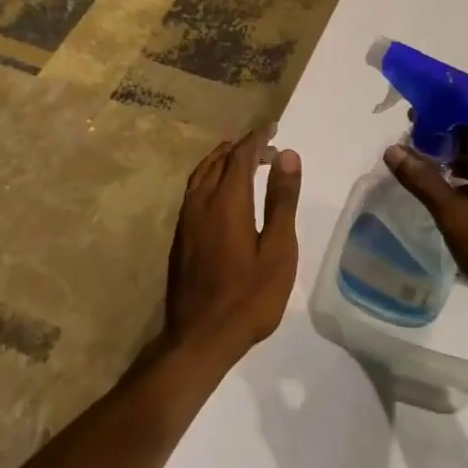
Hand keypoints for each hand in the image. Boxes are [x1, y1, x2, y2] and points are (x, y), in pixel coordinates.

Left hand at [165, 124, 301, 359]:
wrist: (200, 338)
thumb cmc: (249, 297)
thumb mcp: (278, 250)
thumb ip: (281, 200)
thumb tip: (287, 155)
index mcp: (227, 200)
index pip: (241, 155)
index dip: (257, 138)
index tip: (274, 129)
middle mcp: (200, 201)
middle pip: (218, 160)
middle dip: (242, 148)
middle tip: (267, 149)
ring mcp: (186, 219)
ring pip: (201, 174)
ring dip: (223, 161)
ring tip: (244, 162)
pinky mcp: (180, 236)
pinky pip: (194, 191)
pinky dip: (211, 178)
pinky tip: (223, 194)